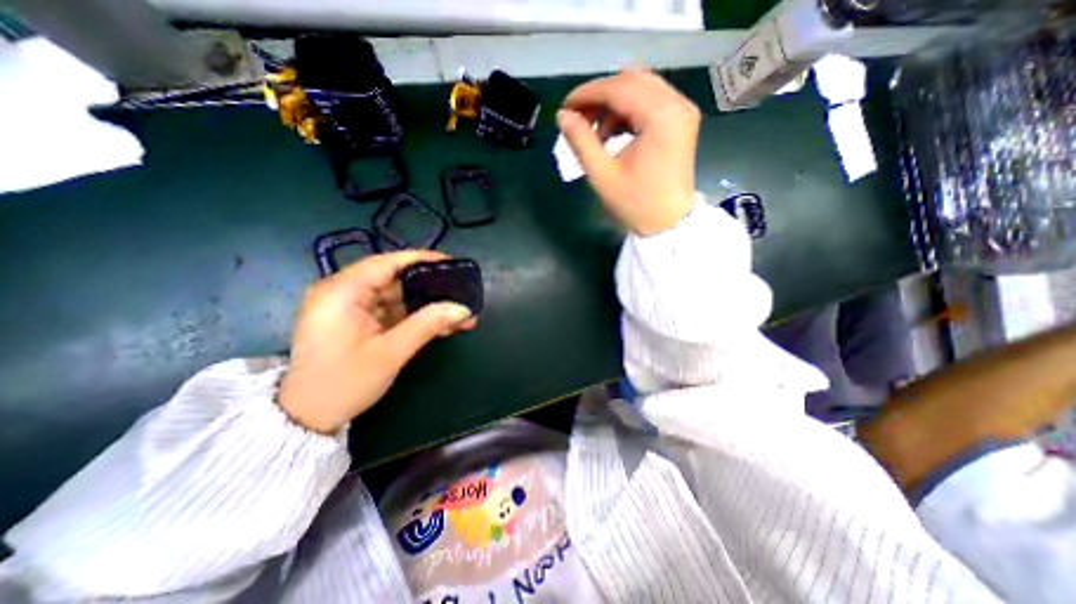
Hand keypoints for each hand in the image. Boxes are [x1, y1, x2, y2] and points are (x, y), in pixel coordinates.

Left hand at [279, 251, 477, 433]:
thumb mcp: (390, 353)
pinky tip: (440, 324)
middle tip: (461, 294)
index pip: (387, 262)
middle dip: (431, 288)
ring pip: (397, 296)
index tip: (453, 265)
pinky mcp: (356, 320)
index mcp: (342, 292)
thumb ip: (427, 325)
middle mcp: (343, 292)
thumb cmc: (343, 384)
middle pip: (395, 279)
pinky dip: (414, 316)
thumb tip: (463, 308)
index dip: (422, 260)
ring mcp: (349, 307)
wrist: (307, 418)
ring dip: (426, 305)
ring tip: (458, 315)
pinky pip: (391, 310)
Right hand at [560, 72, 701, 236]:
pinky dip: (629, 110)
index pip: (618, 88)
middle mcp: (677, 104)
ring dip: (614, 102)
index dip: (587, 93)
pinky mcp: (681, 120)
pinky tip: (614, 132)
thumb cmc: (636, 204)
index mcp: (660, 117)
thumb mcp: (603, 175)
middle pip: (631, 80)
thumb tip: (562, 116)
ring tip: (596, 131)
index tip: (565, 107)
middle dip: (600, 96)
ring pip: (642, 87)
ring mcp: (683, 111)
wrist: (668, 223)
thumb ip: (581, 141)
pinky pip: (651, 100)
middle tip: (578, 118)